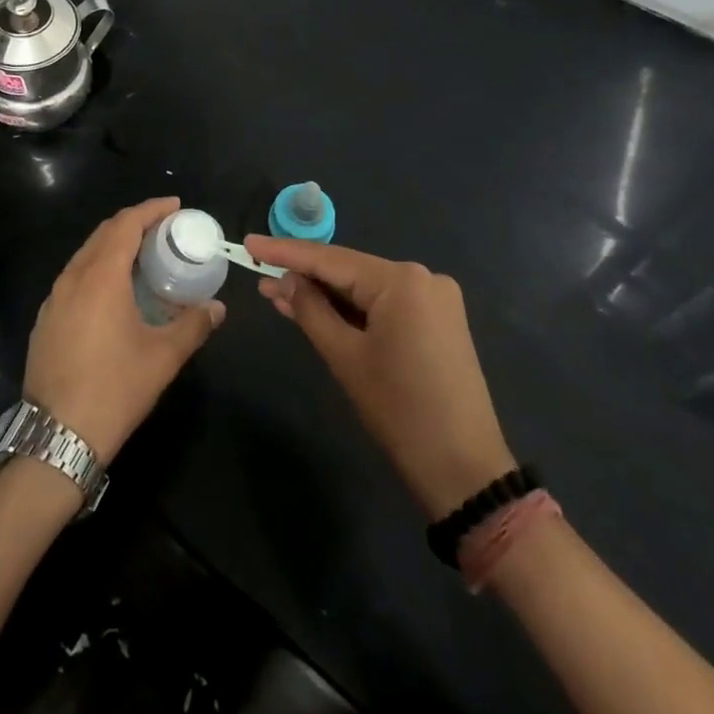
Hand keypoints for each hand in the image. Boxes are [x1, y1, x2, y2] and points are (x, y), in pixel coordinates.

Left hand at [24, 198, 225, 461]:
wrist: (57, 435)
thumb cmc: (115, 388)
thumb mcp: (163, 357)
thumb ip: (194, 325)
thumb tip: (217, 308)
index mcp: (101, 276)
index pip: (126, 224)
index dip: (151, 209)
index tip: (175, 206)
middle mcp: (73, 277)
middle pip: (103, 234)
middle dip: (133, 223)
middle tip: (163, 229)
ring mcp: (53, 298)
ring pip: (85, 255)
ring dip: (113, 246)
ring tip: (141, 257)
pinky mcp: (45, 319)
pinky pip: (73, 278)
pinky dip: (96, 269)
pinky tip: (112, 292)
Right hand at [247, 235, 515, 517]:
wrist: (465, 470)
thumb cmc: (400, 411)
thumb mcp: (345, 357)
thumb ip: (310, 310)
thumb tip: (284, 280)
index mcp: (402, 280)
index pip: (330, 259)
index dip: (285, 252)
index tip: (249, 243)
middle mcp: (423, 277)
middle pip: (350, 271)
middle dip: (305, 277)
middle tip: (259, 276)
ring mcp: (435, 299)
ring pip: (366, 288)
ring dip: (326, 295)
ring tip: (279, 295)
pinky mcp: (439, 320)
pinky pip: (385, 304)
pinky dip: (353, 309)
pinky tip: (319, 311)